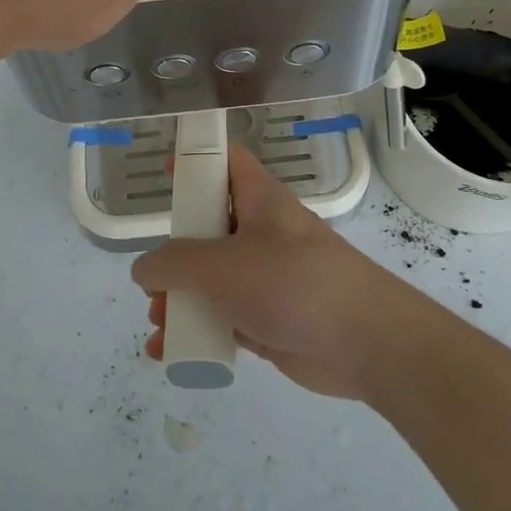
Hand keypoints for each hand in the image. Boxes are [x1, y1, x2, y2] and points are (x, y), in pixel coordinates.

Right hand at [132, 144, 437, 399]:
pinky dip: (198, 330)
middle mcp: (262, 233)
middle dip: (174, 253)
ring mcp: (267, 278)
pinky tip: (170, 350)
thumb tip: (145, 270)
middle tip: (153, 278)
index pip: (226, 161)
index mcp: (259, 200)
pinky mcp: (270, 318)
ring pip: (213, 279)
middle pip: (209, 227)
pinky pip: (223, 317)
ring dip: (180, 298)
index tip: (163, 171)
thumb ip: (174, 264)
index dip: (195, 159)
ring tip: (159, 322)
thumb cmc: (292, 283)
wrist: (365, 342)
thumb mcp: (222, 265)